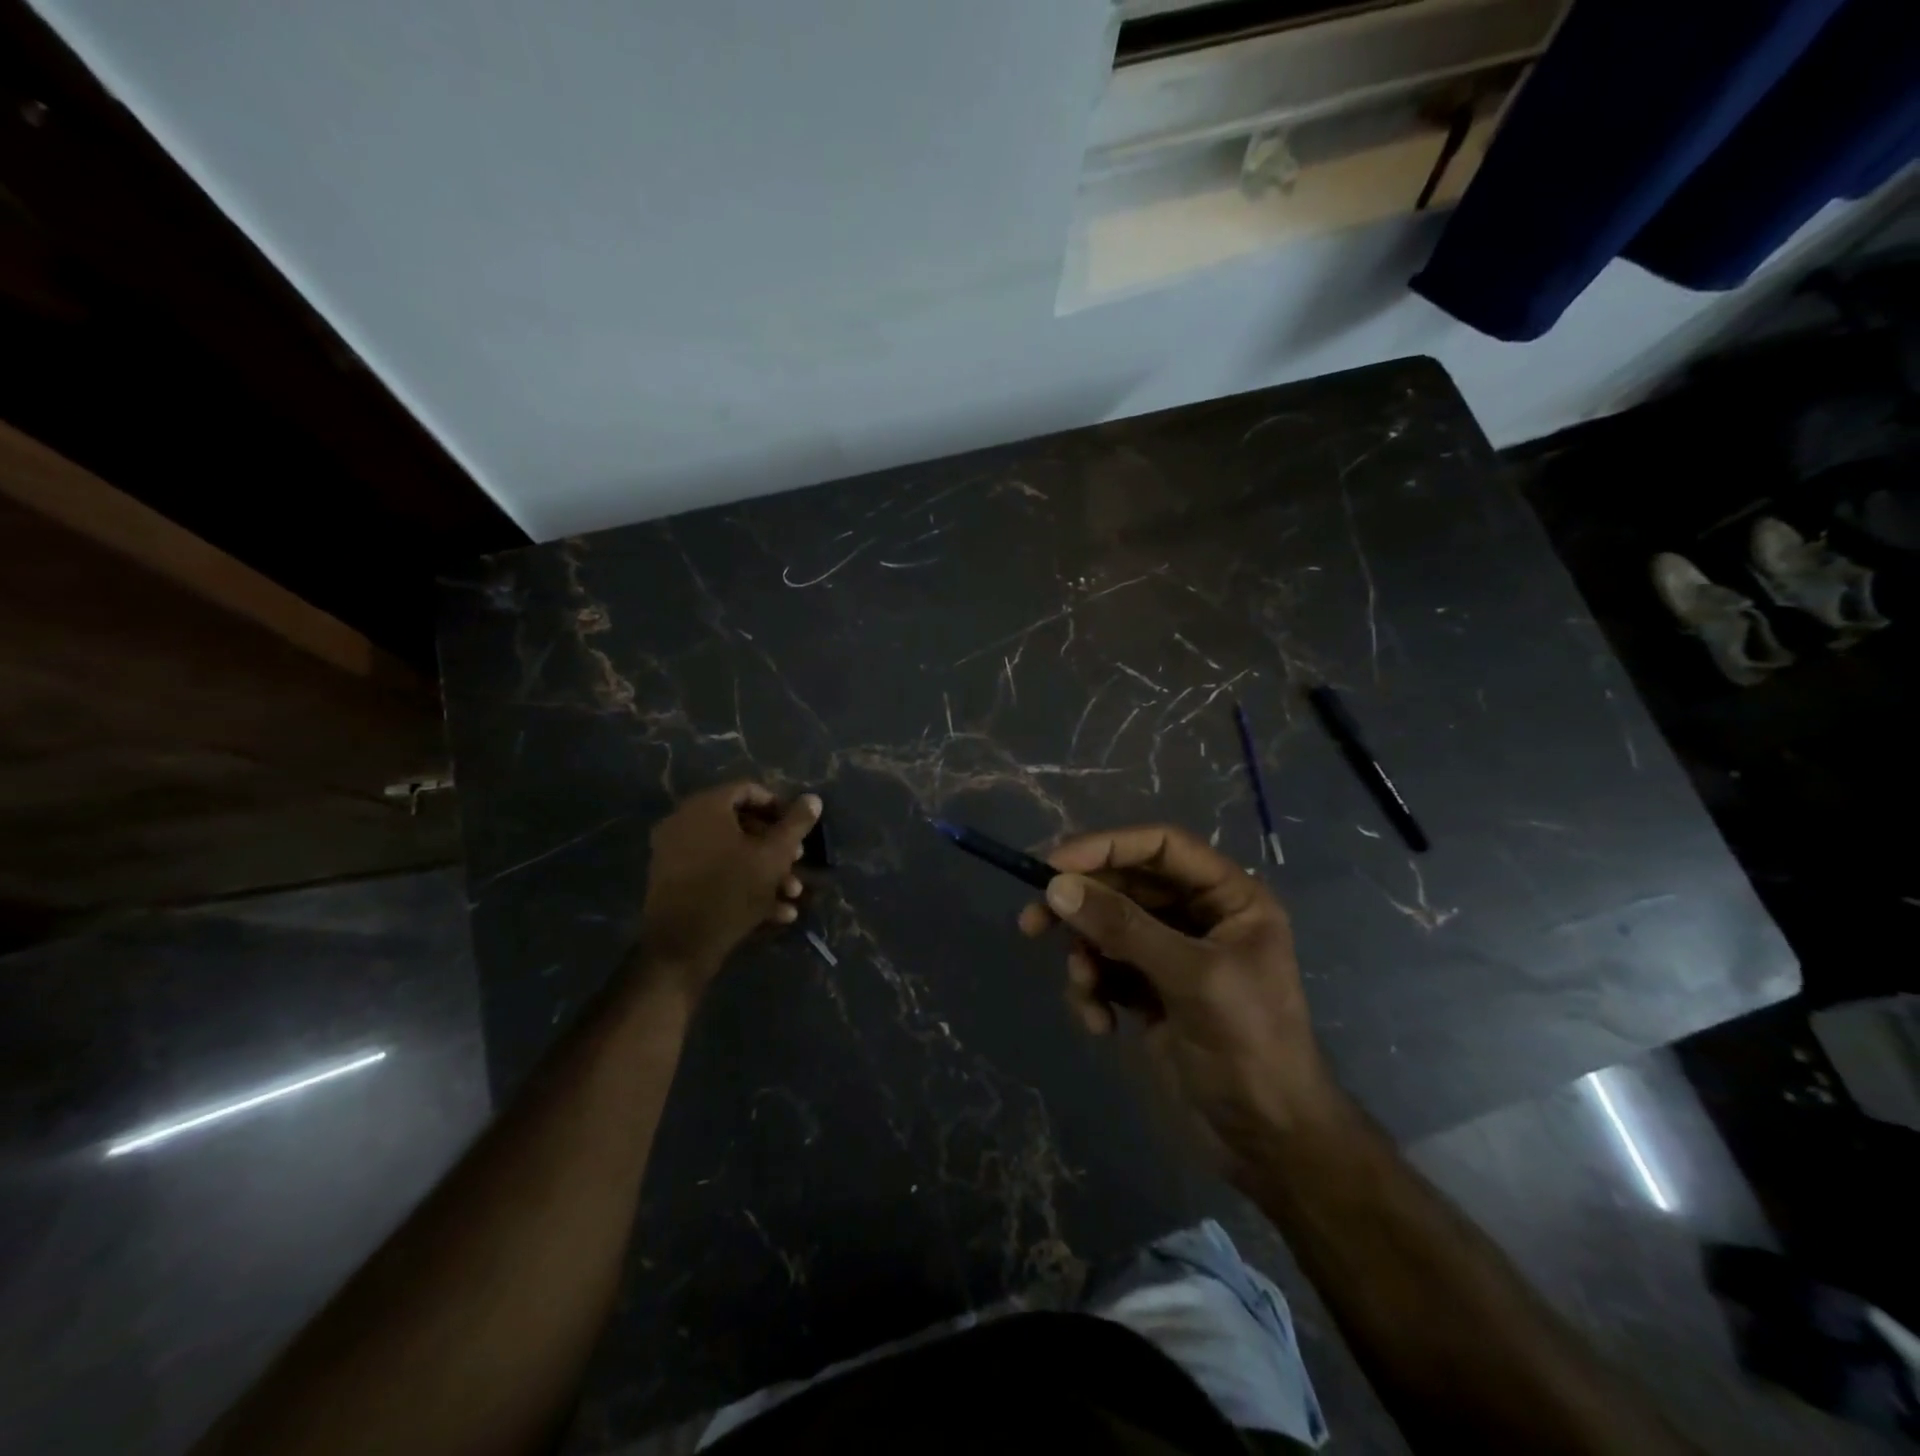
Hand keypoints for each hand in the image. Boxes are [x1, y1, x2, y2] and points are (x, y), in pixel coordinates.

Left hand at [636, 782, 818, 993]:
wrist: (681, 946)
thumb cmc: (732, 891)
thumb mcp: (774, 856)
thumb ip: (796, 824)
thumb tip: (813, 798)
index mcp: (705, 806)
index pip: (748, 790)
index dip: (779, 807)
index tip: (799, 829)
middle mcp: (684, 822)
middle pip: (739, 823)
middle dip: (774, 844)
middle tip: (797, 861)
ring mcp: (673, 852)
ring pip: (729, 852)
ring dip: (764, 870)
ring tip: (791, 893)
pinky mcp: (671, 881)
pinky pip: (713, 871)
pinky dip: (741, 883)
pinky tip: (774, 911)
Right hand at [1017, 825, 1333, 1176]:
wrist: (1270, 1141)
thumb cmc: (1250, 1046)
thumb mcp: (1191, 979)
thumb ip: (1124, 929)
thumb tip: (1056, 887)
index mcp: (1228, 897)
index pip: (1161, 846)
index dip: (1106, 847)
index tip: (1053, 866)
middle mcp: (1199, 916)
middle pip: (1125, 886)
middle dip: (1081, 907)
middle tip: (1032, 922)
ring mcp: (1172, 955)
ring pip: (1107, 930)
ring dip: (1085, 957)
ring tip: (1084, 990)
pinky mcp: (1150, 991)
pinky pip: (1106, 970)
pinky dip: (1093, 991)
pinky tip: (1099, 1024)